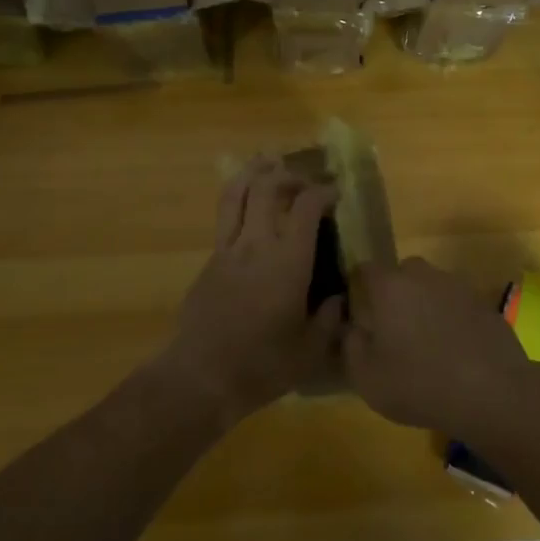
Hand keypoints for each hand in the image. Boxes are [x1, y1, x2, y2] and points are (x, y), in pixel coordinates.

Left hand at [162, 157, 343, 422]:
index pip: (306, 206)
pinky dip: (238, 199)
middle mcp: (257, 243)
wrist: (201, 376)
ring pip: (236, 192)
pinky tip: (248, 208)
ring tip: (267, 164)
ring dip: (254, 172)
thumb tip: (338, 298)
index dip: (323, 192)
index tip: (336, 194)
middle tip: (304, 182)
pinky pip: (225, 217)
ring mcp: (228, 249)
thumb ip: (329, 319)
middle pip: (267, 186)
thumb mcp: (310, 350)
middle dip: (289, 175)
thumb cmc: (262, 365)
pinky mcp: (210, 260)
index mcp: (288, 261)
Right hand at [343, 258, 532, 435]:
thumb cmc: (420, 383)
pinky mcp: (482, 302)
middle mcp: (422, 275)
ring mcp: (456, 285)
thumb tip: (353, 329)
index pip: (365, 270)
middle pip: (401, 275)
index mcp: (390, 286)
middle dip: (393, 295)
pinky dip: (451, 319)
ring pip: (430, 287)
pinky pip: (456, 304)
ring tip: (425, 344)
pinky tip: (454, 351)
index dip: (358, 287)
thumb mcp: (367, 378)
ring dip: (424, 306)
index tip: (357, 311)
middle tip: (392, 330)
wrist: (492, 391)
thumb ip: (351, 346)